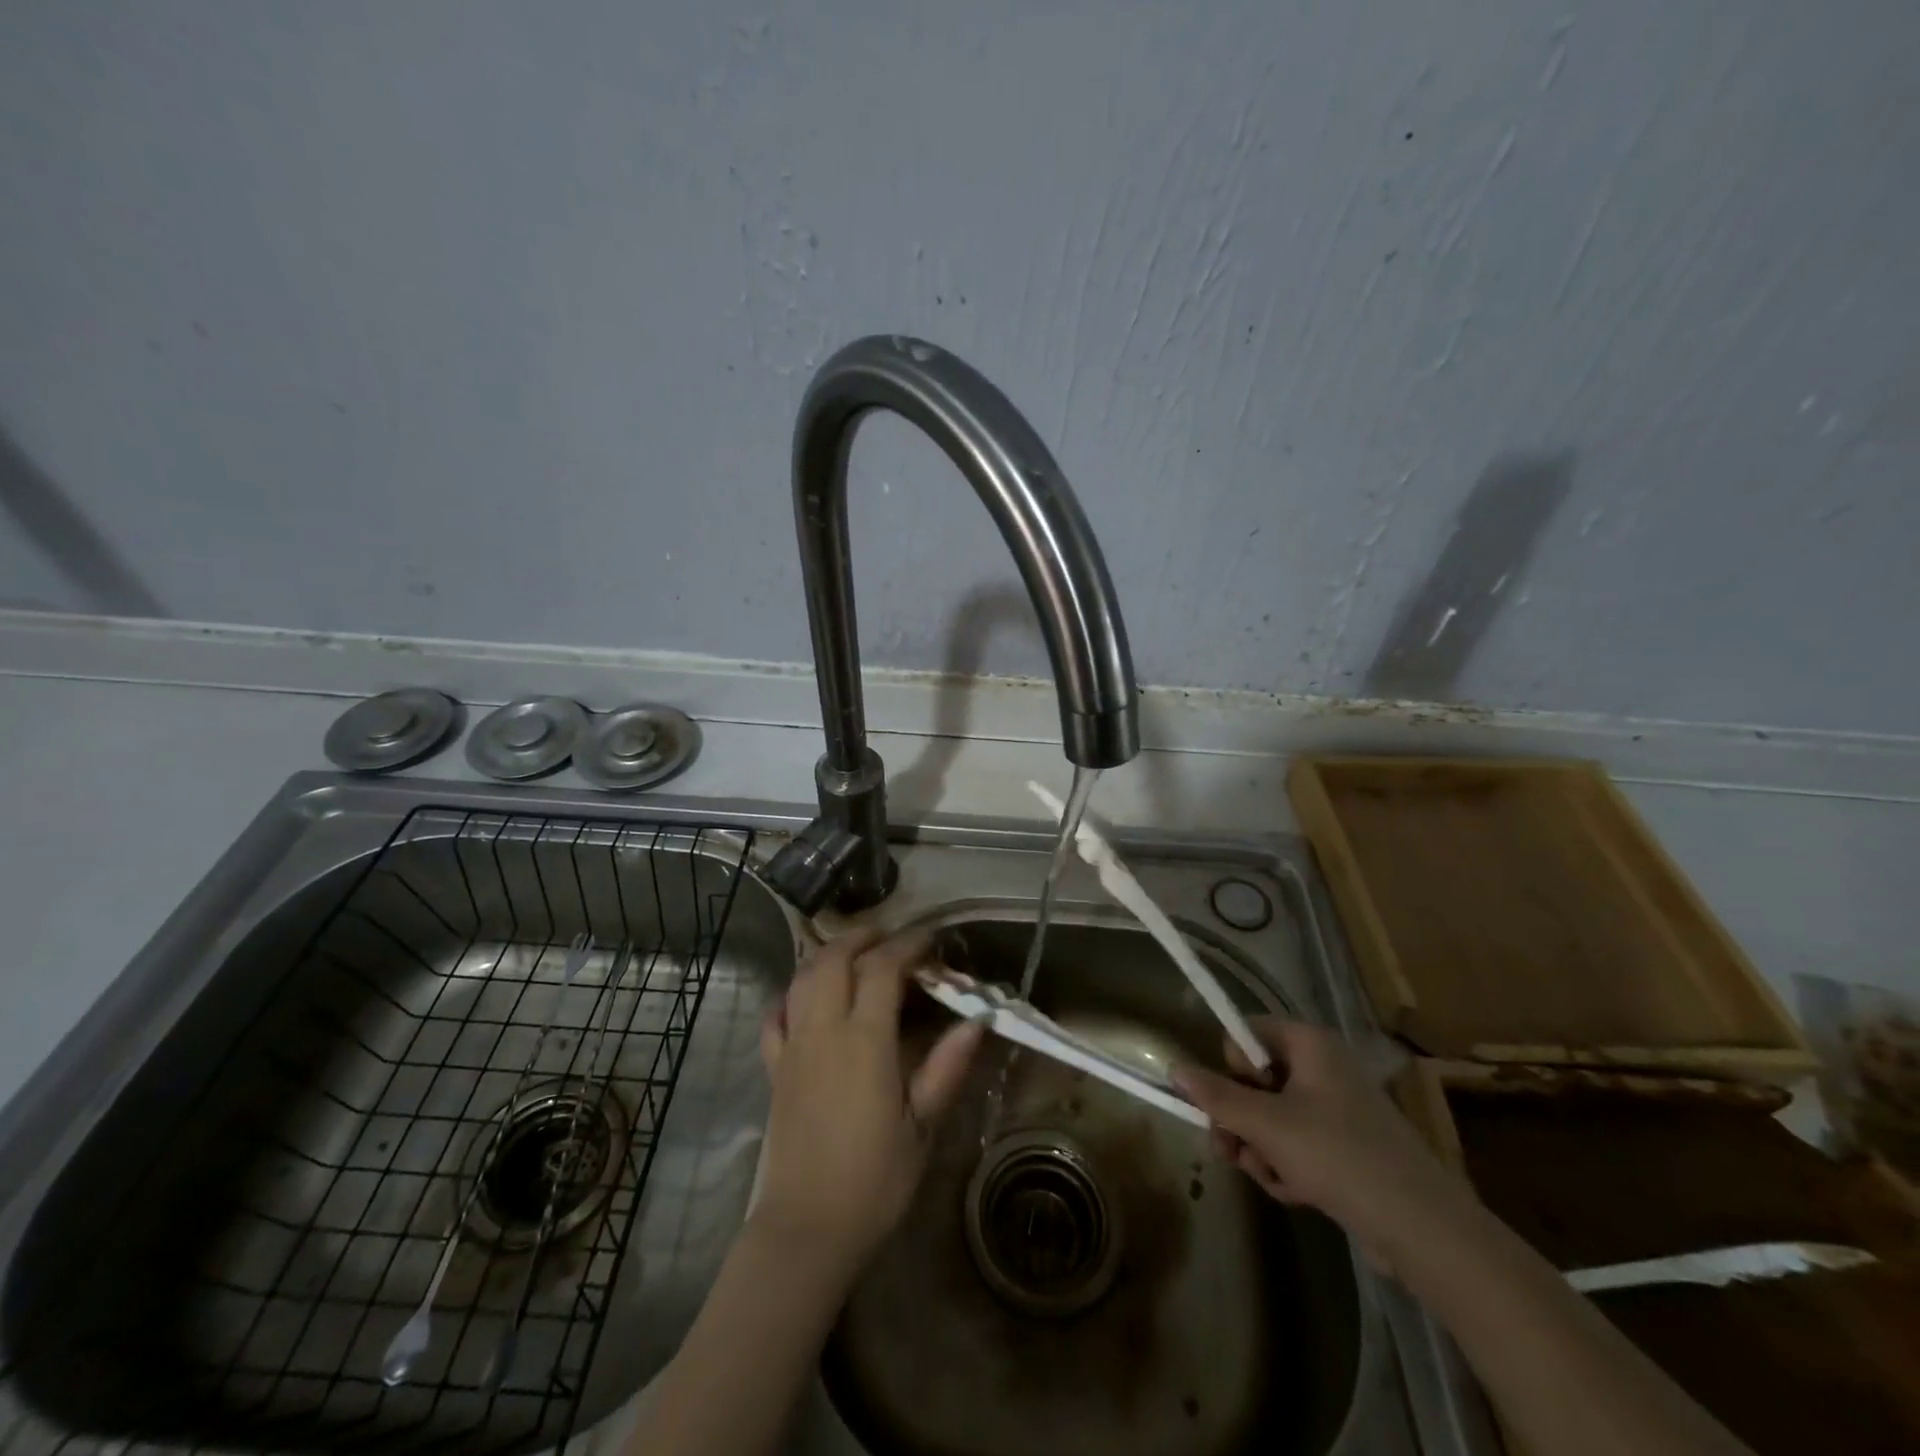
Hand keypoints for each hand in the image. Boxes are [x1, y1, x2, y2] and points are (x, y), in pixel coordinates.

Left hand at [753, 926, 984, 1274]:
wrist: (806, 1230)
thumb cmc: (873, 1180)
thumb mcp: (922, 1127)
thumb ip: (946, 1067)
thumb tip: (977, 1020)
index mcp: (864, 1041)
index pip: (881, 969)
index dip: (906, 945)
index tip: (929, 941)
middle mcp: (823, 1031)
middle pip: (833, 959)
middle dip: (862, 937)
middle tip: (890, 939)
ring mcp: (793, 1047)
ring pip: (802, 978)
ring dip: (829, 956)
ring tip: (856, 956)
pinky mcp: (774, 1068)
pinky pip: (776, 1016)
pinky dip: (792, 994)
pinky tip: (807, 998)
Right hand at [1174, 1017, 1469, 1269]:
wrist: (1422, 1228)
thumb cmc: (1339, 1156)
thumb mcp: (1267, 1125)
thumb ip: (1216, 1096)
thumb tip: (1174, 1068)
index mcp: (1308, 1044)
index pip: (1245, 1033)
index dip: (1231, 1066)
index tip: (1234, 1101)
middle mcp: (1322, 1066)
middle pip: (1255, 1080)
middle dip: (1239, 1120)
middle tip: (1228, 1150)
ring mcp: (1336, 1107)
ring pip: (1271, 1116)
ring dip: (1259, 1148)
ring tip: (1270, 1177)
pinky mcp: (1345, 1145)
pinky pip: (1295, 1142)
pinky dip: (1286, 1164)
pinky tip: (1295, 1192)